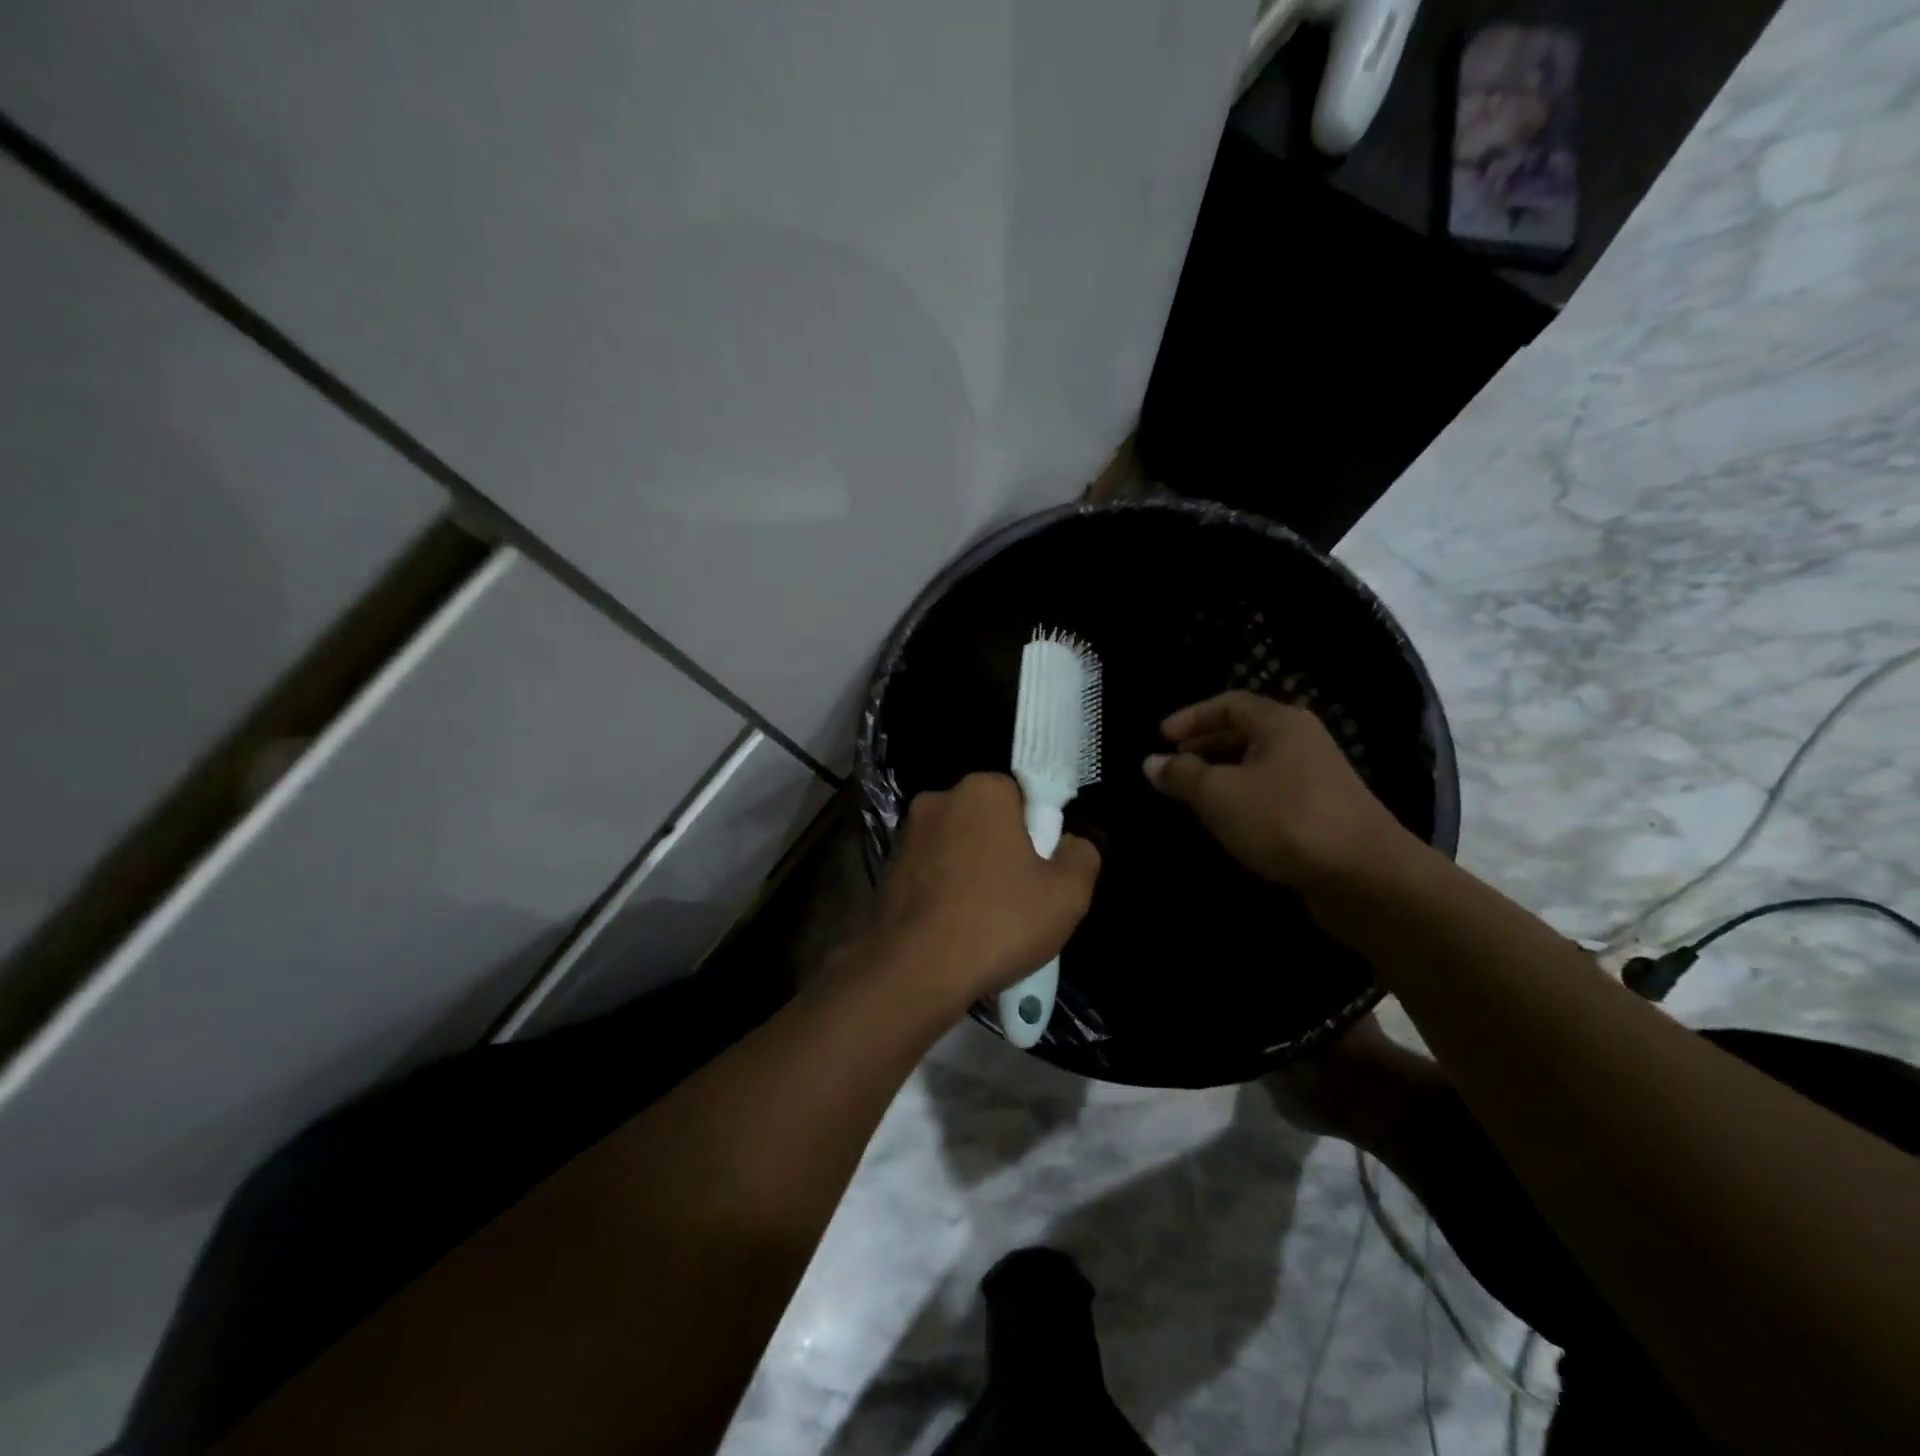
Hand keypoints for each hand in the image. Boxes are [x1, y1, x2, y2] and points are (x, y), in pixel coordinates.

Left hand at [863, 773, 1100, 1016]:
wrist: (914, 972)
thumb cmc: (998, 922)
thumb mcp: (1068, 893)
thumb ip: (1081, 855)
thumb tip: (1070, 844)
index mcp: (982, 790)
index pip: (1022, 795)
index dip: (1038, 832)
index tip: (1042, 870)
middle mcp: (937, 800)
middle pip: (987, 821)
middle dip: (1004, 851)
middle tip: (1020, 899)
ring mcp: (906, 836)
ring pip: (957, 849)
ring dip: (973, 873)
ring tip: (987, 923)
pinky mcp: (886, 870)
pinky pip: (930, 874)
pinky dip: (945, 893)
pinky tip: (956, 931)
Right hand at [1144, 691, 1413, 890]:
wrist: (1365, 875)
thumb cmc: (1285, 820)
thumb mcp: (1220, 795)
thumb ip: (1182, 775)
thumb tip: (1151, 762)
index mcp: (1281, 724)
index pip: (1229, 704)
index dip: (1192, 717)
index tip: (1161, 737)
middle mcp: (1302, 742)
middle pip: (1246, 732)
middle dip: (1206, 745)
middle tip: (1174, 764)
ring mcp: (1317, 778)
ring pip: (1259, 765)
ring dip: (1223, 774)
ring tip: (1193, 794)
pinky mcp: (1323, 812)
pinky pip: (1272, 792)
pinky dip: (1244, 798)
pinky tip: (1228, 821)